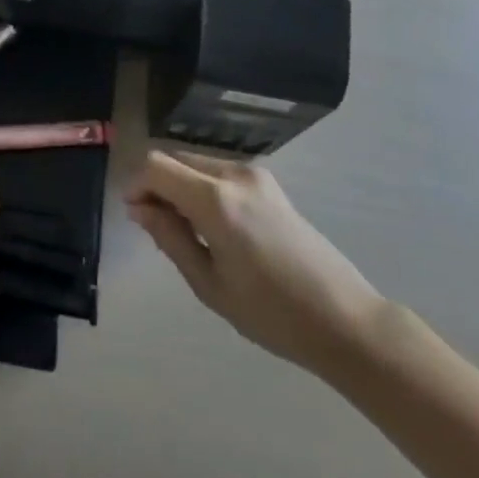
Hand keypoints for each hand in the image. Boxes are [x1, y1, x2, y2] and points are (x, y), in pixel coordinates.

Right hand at [125, 150, 384, 377]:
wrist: (344, 319)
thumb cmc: (272, 314)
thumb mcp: (210, 285)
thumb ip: (170, 238)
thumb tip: (139, 208)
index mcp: (215, 199)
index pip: (156, 166)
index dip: (137, 184)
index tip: (134, 215)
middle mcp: (233, 173)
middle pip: (175, 158)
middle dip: (157, 184)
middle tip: (156, 227)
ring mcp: (254, 174)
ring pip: (197, 163)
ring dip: (180, 185)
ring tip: (187, 232)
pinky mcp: (268, 182)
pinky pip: (219, 172)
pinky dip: (202, 188)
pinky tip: (214, 227)